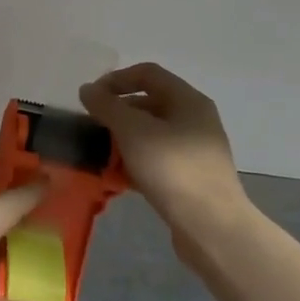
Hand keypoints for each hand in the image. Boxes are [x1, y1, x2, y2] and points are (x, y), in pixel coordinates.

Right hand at [79, 62, 251, 236]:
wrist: (212, 227)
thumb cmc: (172, 168)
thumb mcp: (132, 130)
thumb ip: (106, 106)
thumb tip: (87, 90)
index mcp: (188, 100)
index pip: (147, 73)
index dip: (116, 79)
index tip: (91, 98)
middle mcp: (195, 119)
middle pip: (149, 103)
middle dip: (117, 112)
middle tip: (93, 126)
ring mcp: (195, 150)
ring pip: (151, 133)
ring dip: (124, 139)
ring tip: (101, 153)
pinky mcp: (191, 178)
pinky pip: (157, 159)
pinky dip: (136, 162)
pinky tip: (117, 177)